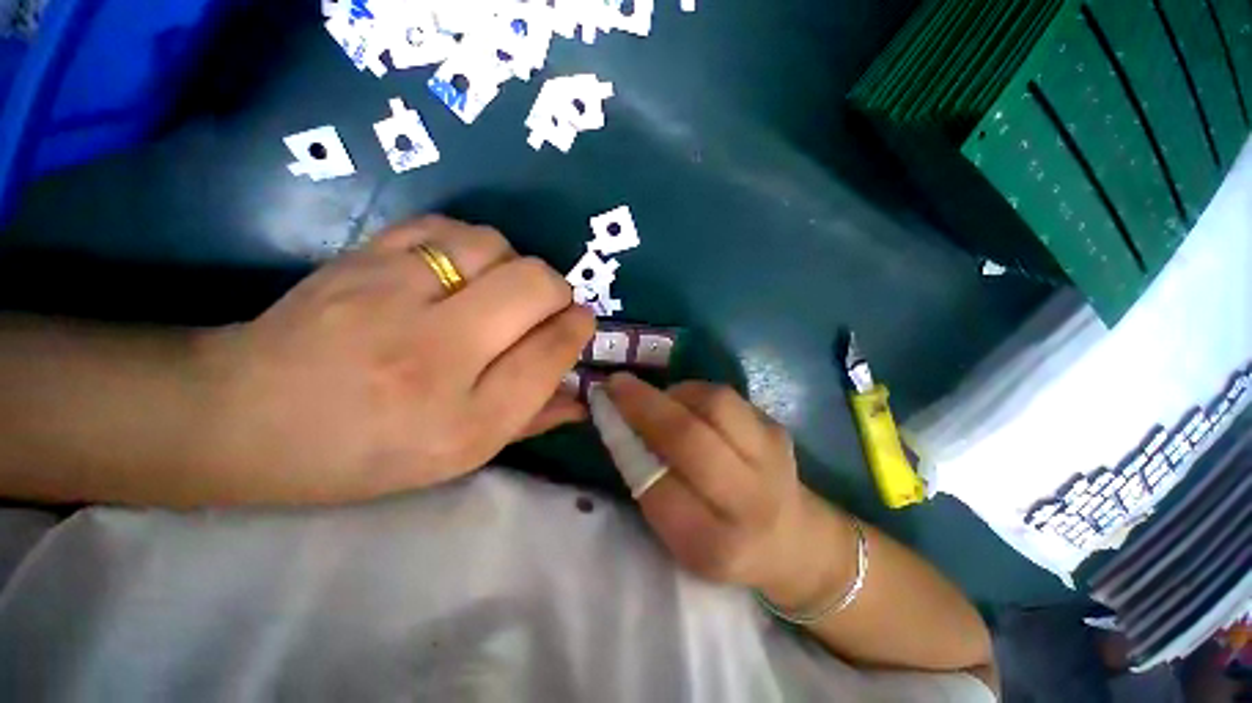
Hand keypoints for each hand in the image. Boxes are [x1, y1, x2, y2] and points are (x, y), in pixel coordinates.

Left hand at [201, 216, 594, 504]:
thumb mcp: (459, 456)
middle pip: (535, 286)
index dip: (577, 329)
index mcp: (463, 422)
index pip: (551, 353)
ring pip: (495, 246)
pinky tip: (460, 270)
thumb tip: (581, 397)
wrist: (244, 417)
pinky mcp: (361, 259)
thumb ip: (530, 421)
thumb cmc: (363, 454)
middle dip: (557, 291)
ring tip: (498, 290)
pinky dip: (471, 245)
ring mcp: (392, 299)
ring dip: (514, 266)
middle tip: (546, 306)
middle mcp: (435, 357)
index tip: (579, 322)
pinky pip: (447, 227)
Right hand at [605, 374, 853, 609]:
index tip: (605, 412)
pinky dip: (695, 393)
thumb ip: (651, 488)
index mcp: (715, 544)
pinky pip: (727, 397)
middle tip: (617, 384)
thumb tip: (624, 426)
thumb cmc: (723, 543)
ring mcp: (772, 458)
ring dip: (674, 393)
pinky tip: (686, 404)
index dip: (626, 445)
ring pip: (714, 404)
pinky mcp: (777, 429)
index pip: (659, 488)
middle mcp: (749, 501)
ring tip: (658, 399)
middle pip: (691, 439)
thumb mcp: (680, 538)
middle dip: (645, 405)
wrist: (794, 539)